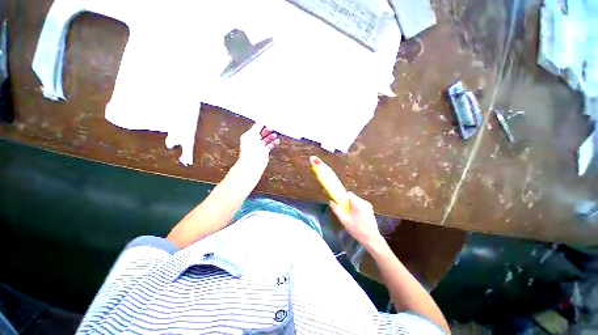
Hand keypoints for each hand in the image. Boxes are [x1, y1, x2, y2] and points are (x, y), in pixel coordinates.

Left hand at [238, 123, 280, 173]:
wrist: (252, 162)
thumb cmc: (249, 150)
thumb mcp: (251, 134)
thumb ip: (257, 127)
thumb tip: (261, 121)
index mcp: (249, 136)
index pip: (256, 127)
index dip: (262, 124)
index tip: (268, 120)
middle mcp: (254, 141)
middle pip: (262, 133)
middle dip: (267, 129)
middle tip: (273, 126)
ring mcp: (259, 147)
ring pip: (267, 139)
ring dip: (271, 136)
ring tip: (275, 133)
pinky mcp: (264, 152)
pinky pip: (270, 146)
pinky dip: (274, 143)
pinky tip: (277, 140)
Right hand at [330, 192, 382, 247]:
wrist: (371, 239)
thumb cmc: (357, 230)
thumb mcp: (344, 220)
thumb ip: (337, 210)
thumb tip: (331, 202)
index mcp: (358, 204)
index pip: (349, 194)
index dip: (342, 197)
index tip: (339, 203)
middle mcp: (364, 202)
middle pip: (352, 197)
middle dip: (346, 202)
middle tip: (343, 211)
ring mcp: (368, 205)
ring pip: (356, 200)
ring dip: (351, 205)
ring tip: (349, 215)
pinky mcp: (370, 209)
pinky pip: (360, 204)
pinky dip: (356, 207)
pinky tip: (355, 216)